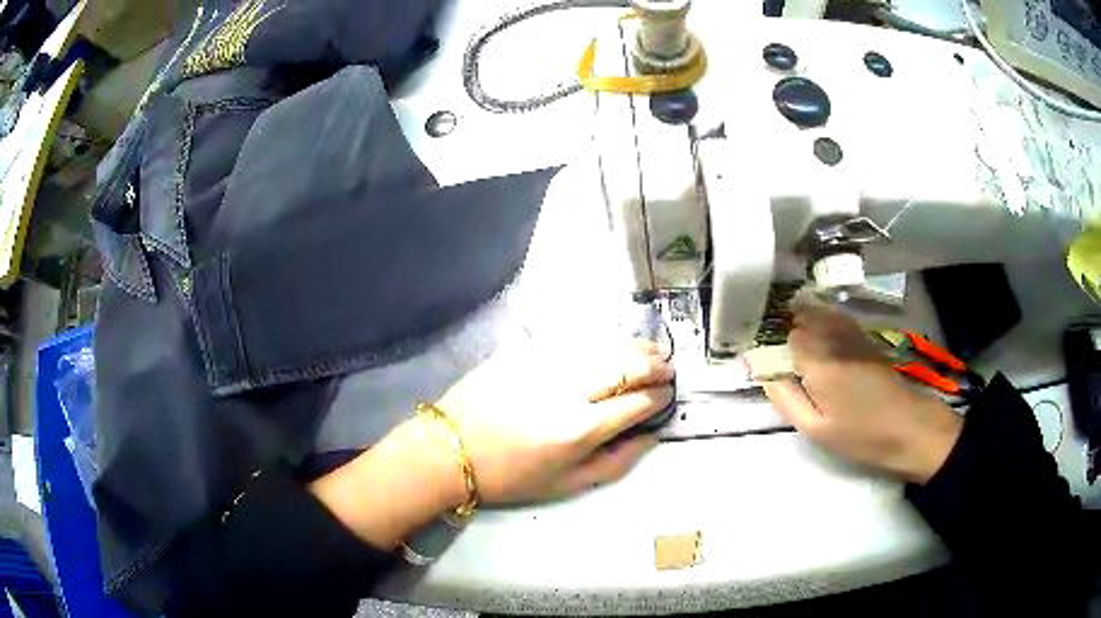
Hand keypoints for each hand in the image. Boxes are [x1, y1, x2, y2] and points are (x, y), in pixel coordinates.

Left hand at [436, 339, 674, 502]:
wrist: (450, 449)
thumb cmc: (509, 476)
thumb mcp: (566, 484)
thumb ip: (615, 462)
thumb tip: (650, 437)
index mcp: (578, 430)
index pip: (635, 404)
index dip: (659, 398)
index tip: (667, 397)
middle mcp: (567, 391)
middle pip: (625, 366)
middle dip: (655, 365)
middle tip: (668, 368)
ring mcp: (544, 364)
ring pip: (603, 345)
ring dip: (634, 347)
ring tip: (650, 352)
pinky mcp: (525, 350)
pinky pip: (574, 338)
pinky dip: (601, 341)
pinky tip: (609, 345)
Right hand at [761, 304, 962, 483]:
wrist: (908, 426)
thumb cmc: (860, 434)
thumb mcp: (815, 428)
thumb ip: (784, 397)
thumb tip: (760, 369)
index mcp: (817, 360)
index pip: (781, 333)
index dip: (766, 339)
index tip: (755, 352)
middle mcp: (832, 336)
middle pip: (797, 316)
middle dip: (780, 325)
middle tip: (770, 348)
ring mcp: (850, 331)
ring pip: (815, 311)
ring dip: (797, 319)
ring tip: (787, 341)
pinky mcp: (862, 335)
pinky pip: (832, 315)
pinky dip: (817, 318)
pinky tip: (814, 335)